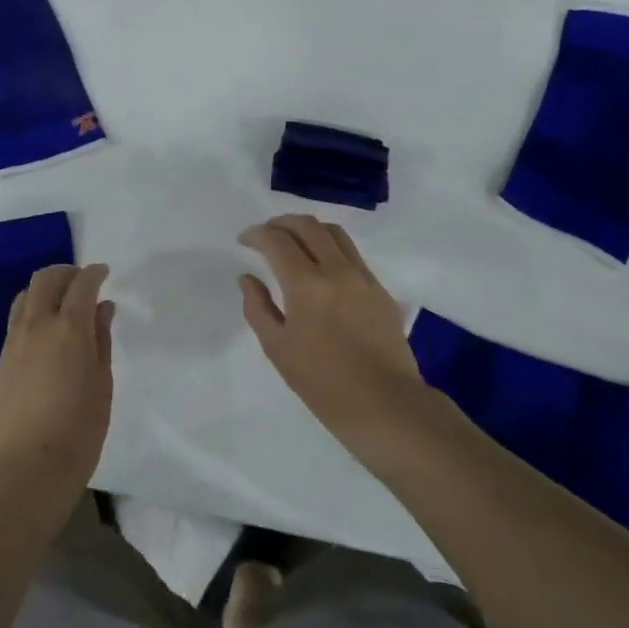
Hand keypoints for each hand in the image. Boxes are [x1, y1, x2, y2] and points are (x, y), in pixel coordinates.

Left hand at [0, 263, 114, 499]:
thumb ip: (100, 338)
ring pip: (24, 297)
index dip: (94, 273)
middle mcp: (37, 325)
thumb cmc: (80, 427)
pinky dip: (31, 313)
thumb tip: (102, 308)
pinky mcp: (0, 361)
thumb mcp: (102, 381)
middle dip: (66, 273)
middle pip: (45, 279)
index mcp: (69, 328)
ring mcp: (13, 342)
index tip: (104, 273)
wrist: (30, 466)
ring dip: (44, 290)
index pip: (82, 284)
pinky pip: (15, 322)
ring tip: (61, 304)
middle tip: (82, 282)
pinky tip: (44, 334)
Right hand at [239, 215, 436, 464]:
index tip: (244, 241)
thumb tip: (248, 278)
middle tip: (265, 235)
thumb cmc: (322, 382)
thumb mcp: (277, 348)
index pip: (277, 240)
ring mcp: (363, 276)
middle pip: (307, 225)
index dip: (256, 234)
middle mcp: (337, 269)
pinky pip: (351, 252)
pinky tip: (320, 266)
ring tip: (293, 242)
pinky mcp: (379, 288)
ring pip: (333, 232)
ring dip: (308, 229)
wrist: (384, 404)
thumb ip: (257, 307)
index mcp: (307, 284)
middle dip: (281, 223)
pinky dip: (329, 246)